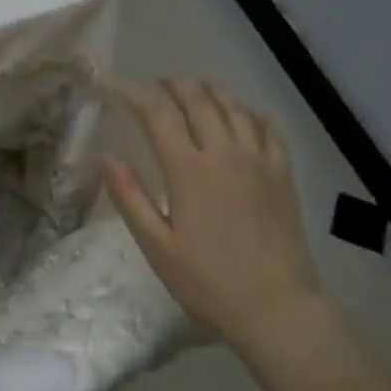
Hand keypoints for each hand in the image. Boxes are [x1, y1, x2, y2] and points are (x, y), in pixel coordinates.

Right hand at [104, 79, 322, 356]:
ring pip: (234, 108)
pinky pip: (268, 128)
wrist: (275, 306)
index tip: (116, 88)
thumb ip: (130, 198)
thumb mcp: (157, 247)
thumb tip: (107, 157)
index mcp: (189, 171)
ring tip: (195, 88)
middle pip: (199, 101)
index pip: (158, 116)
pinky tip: (243, 113)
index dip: (135, 96)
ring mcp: (259, 161)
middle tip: (158, 83)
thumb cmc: (207, 282)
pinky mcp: (282, 175)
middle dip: (175, 85)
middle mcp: (225, 154)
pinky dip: (250, 111)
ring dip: (211, 91)